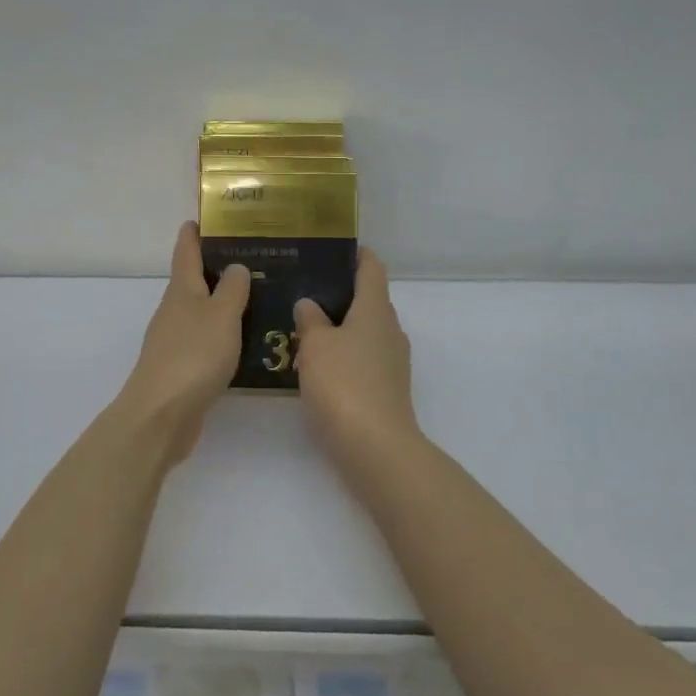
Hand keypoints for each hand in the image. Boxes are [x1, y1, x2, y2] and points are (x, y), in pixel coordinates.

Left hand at [115, 221, 250, 463]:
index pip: (185, 253)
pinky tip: (239, 341)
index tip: (199, 219)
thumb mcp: (221, 315)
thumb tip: (235, 266)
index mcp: (181, 291)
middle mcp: (173, 311)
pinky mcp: (179, 369)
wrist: (162, 414)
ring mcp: (173, 341)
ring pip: (198, 313)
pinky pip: (203, 341)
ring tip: (250, 299)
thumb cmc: (194, 355)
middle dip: (212, 270)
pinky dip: (219, 334)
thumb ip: (231, 289)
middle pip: (191, 283)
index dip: (191, 235)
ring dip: (218, 304)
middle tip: (246, 259)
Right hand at [293, 248, 421, 462]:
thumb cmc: (344, 384)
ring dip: (339, 327)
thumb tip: (309, 304)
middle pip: (368, 301)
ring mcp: (391, 362)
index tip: (336, 249)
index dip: (357, 255)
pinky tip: (316, 364)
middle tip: (304, 289)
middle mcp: (389, 330)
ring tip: (303, 326)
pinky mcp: (386, 389)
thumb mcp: (316, 345)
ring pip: (364, 332)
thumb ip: (310, 319)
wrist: (375, 447)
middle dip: (340, 294)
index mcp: (376, 309)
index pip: (372, 269)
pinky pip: (362, 359)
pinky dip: (343, 355)